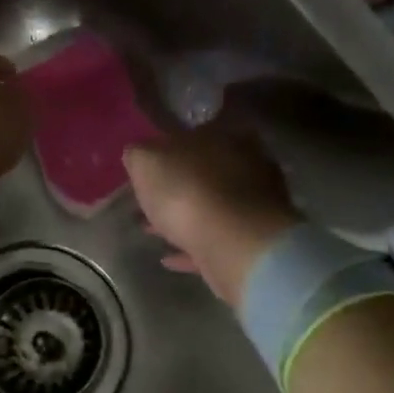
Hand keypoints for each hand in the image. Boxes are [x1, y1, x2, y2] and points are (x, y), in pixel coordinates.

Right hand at [123, 125, 300, 307]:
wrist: (234, 245)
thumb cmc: (186, 193)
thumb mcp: (145, 162)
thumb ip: (139, 155)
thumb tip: (139, 155)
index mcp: (222, 136)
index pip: (191, 136)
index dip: (165, 152)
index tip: (146, 171)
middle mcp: (246, 163)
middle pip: (203, 172)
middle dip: (175, 186)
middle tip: (147, 202)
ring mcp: (254, 204)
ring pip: (209, 207)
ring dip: (182, 218)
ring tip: (151, 230)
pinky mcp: (254, 240)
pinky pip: (215, 239)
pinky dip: (192, 246)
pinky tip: (170, 257)